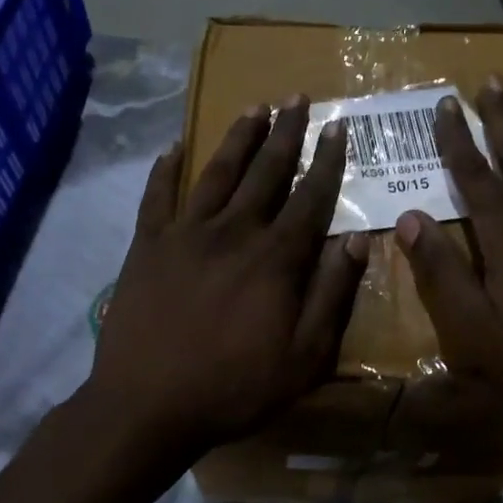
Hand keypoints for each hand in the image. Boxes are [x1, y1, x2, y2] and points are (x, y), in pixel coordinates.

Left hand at [82, 97, 368, 484]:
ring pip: (218, 173)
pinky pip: (157, 196)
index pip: (310, 196)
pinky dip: (165, 168)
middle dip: (285, 132)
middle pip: (266, 171)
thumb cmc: (235, 386)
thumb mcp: (305, 356)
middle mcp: (234, 231)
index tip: (338, 125)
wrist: (147, 405)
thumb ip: (333, 295)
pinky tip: (173, 146)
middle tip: (296, 97)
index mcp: (276, 257)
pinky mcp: (147, 245)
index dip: (327, 159)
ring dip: (238, 138)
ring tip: (253, 107)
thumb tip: (356, 240)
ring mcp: (185, 233)